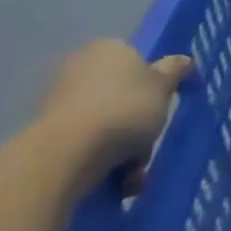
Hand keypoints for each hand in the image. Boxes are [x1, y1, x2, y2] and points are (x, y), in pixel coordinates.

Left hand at [39, 40, 191, 192]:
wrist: (67, 154)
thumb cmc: (125, 109)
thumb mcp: (164, 86)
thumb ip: (175, 70)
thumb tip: (183, 60)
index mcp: (108, 48)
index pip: (137, 61)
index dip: (153, 85)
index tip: (162, 107)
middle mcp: (80, 68)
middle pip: (122, 96)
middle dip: (138, 125)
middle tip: (149, 144)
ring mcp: (59, 102)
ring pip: (106, 124)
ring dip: (124, 150)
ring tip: (134, 174)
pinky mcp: (47, 134)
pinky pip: (86, 145)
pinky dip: (102, 162)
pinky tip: (115, 182)